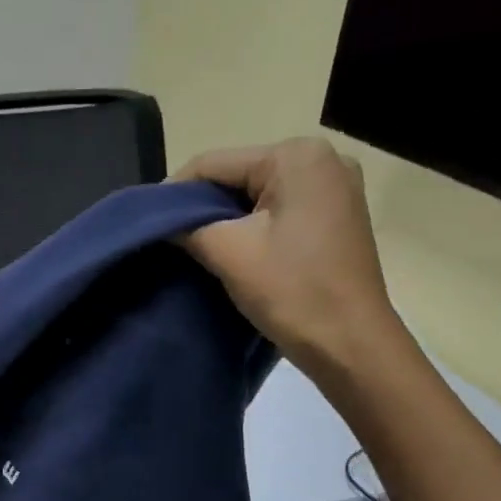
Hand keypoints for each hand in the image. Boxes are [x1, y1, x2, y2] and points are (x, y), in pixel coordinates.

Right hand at [176, 137, 408, 373]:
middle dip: (203, 208)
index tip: (148, 224)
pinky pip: (281, 212)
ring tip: (197, 251)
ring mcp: (335, 189)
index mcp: (297, 156)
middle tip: (171, 242)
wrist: (351, 344)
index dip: (174, 193)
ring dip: (227, 221)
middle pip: (239, 176)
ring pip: (258, 197)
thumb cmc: (293, 292)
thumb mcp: (230, 254)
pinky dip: (254, 230)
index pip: (215, 163)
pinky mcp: (338, 218)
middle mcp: (323, 159)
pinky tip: (235, 254)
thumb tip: (161, 222)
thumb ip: (188, 228)